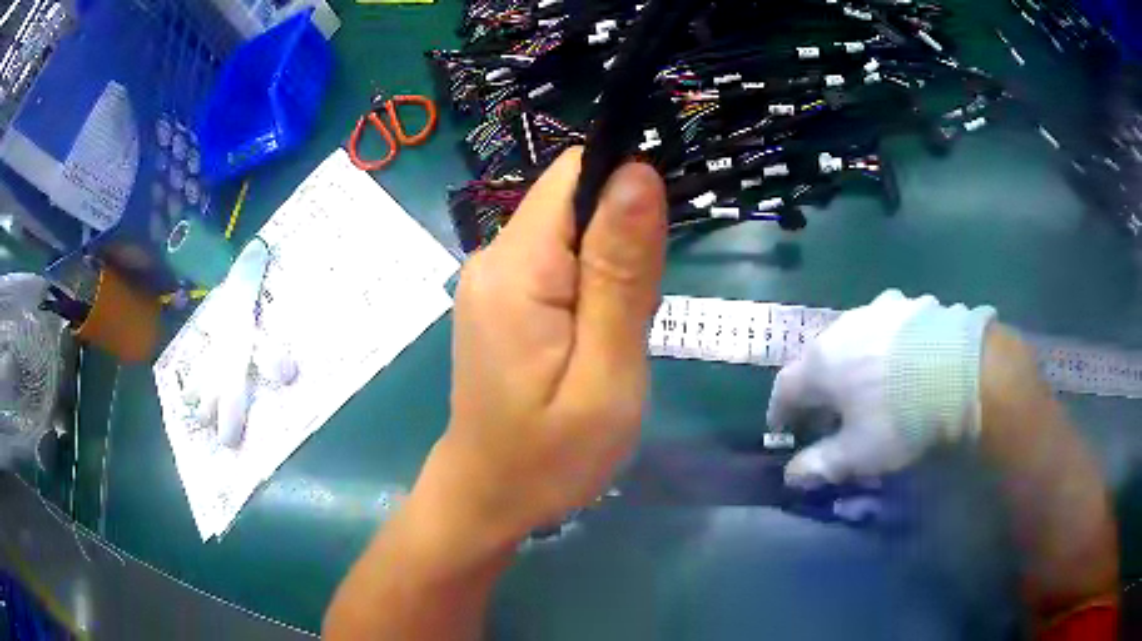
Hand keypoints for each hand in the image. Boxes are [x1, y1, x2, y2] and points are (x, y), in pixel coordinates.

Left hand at [425, 148, 666, 544]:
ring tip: (616, 336)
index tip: (655, 249)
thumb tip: (637, 173)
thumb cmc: (551, 456)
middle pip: (574, 201)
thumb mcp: (606, 372)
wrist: (489, 497)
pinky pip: (557, 263)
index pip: (575, 175)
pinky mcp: (501, 298)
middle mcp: (493, 256)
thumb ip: (623, 271)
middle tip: (634, 317)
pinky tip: (595, 338)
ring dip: (610, 270)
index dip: (625, 189)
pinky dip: (590, 287)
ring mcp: (491, 278)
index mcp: (516, 267)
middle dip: (622, 241)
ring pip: (571, 233)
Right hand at [766, 289, 995, 486]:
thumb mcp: (857, 454)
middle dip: (819, 387)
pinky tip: (906, 363)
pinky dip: (888, 346)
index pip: (785, 387)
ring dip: (854, 361)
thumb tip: (792, 475)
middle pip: (820, 359)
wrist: (960, 370)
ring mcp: (879, 309)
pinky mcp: (911, 305)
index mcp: (821, 362)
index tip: (783, 432)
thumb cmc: (899, 416)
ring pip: (855, 338)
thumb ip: (820, 465)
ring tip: (871, 385)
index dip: (780, 412)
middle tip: (830, 413)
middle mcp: (843, 327)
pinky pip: (890, 327)